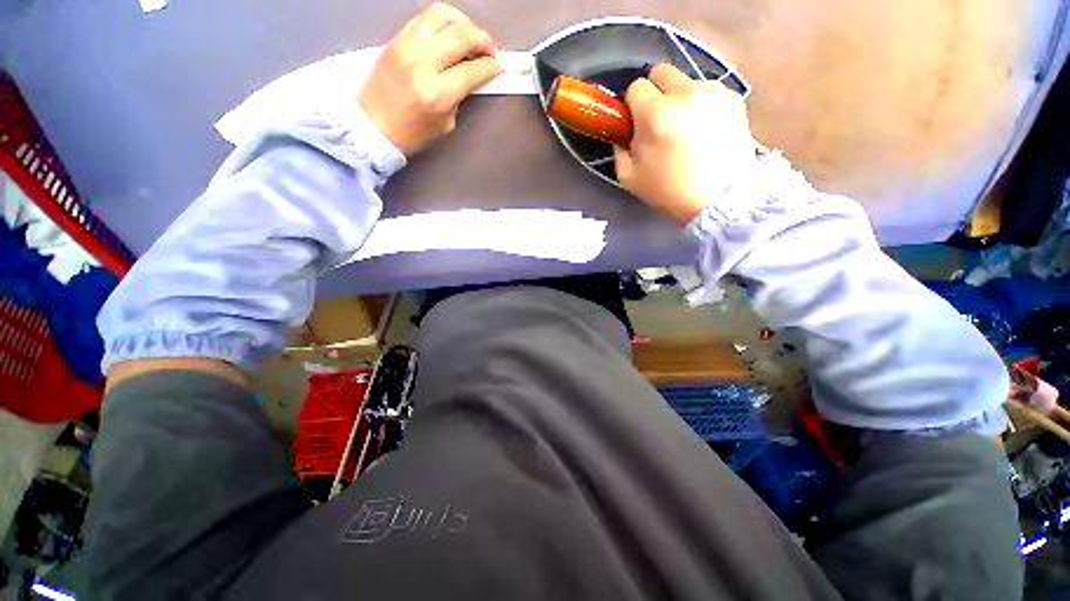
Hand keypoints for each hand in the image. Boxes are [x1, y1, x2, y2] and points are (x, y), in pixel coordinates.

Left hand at [358, 3, 502, 155]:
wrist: (372, 126)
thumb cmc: (412, 134)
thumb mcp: (445, 123)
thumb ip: (460, 97)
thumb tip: (472, 76)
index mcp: (437, 94)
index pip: (473, 70)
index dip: (492, 67)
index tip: (499, 68)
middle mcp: (422, 63)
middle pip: (461, 34)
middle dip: (483, 40)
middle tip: (490, 50)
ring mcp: (406, 46)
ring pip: (442, 14)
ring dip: (463, 22)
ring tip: (469, 36)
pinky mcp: (396, 38)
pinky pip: (424, 18)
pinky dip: (443, 21)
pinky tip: (449, 34)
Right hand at [615, 64, 758, 223]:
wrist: (719, 198)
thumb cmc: (669, 191)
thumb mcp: (629, 178)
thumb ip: (619, 149)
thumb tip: (624, 133)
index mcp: (654, 113)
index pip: (635, 87)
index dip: (633, 105)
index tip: (636, 123)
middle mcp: (683, 93)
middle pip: (661, 71)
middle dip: (655, 91)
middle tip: (658, 118)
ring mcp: (712, 92)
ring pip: (686, 80)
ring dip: (680, 97)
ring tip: (686, 127)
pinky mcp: (733, 98)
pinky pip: (708, 90)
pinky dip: (701, 104)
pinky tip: (705, 128)